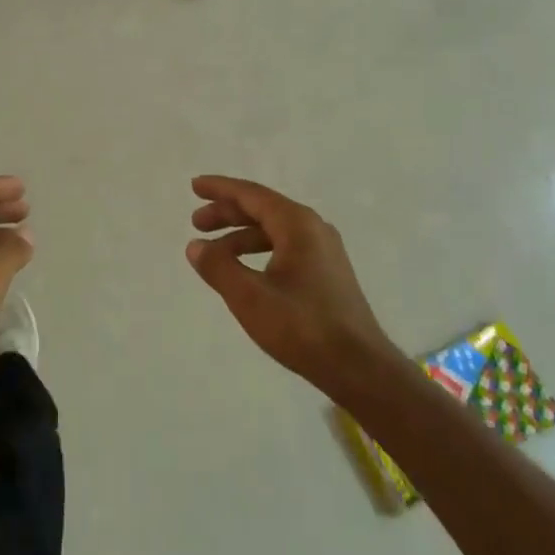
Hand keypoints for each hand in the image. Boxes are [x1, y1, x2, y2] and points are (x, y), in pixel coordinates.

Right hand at [186, 175, 393, 391]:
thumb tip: (195, 246)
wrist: (360, 368)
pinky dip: (259, 251)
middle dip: (227, 213)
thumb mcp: (250, 297)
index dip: (220, 189)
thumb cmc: (302, 327)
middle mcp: (313, 229)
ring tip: (214, 253)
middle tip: (196, 223)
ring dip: (241, 236)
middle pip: (263, 209)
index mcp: (297, 224)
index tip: (195, 186)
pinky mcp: (327, 273)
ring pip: (274, 231)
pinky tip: (245, 271)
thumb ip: (218, 267)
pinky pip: (285, 247)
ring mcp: (324, 251)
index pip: (251, 194)